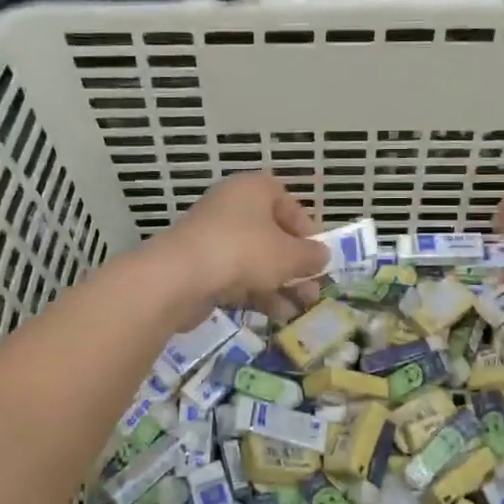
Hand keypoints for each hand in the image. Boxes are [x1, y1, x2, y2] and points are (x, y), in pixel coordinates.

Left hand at [151, 172, 327, 316]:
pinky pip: (236, 275)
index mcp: (253, 189)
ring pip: (255, 258)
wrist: (181, 277)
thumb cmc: (244, 252)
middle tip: (312, 289)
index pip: (287, 202)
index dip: (307, 229)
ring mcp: (212, 236)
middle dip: (295, 264)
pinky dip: (257, 291)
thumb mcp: (289, 255)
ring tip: (299, 308)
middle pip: (272, 234)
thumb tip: (322, 256)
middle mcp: (231, 206)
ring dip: (280, 283)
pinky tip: (276, 314)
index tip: (318, 255)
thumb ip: (311, 256)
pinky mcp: (200, 264)